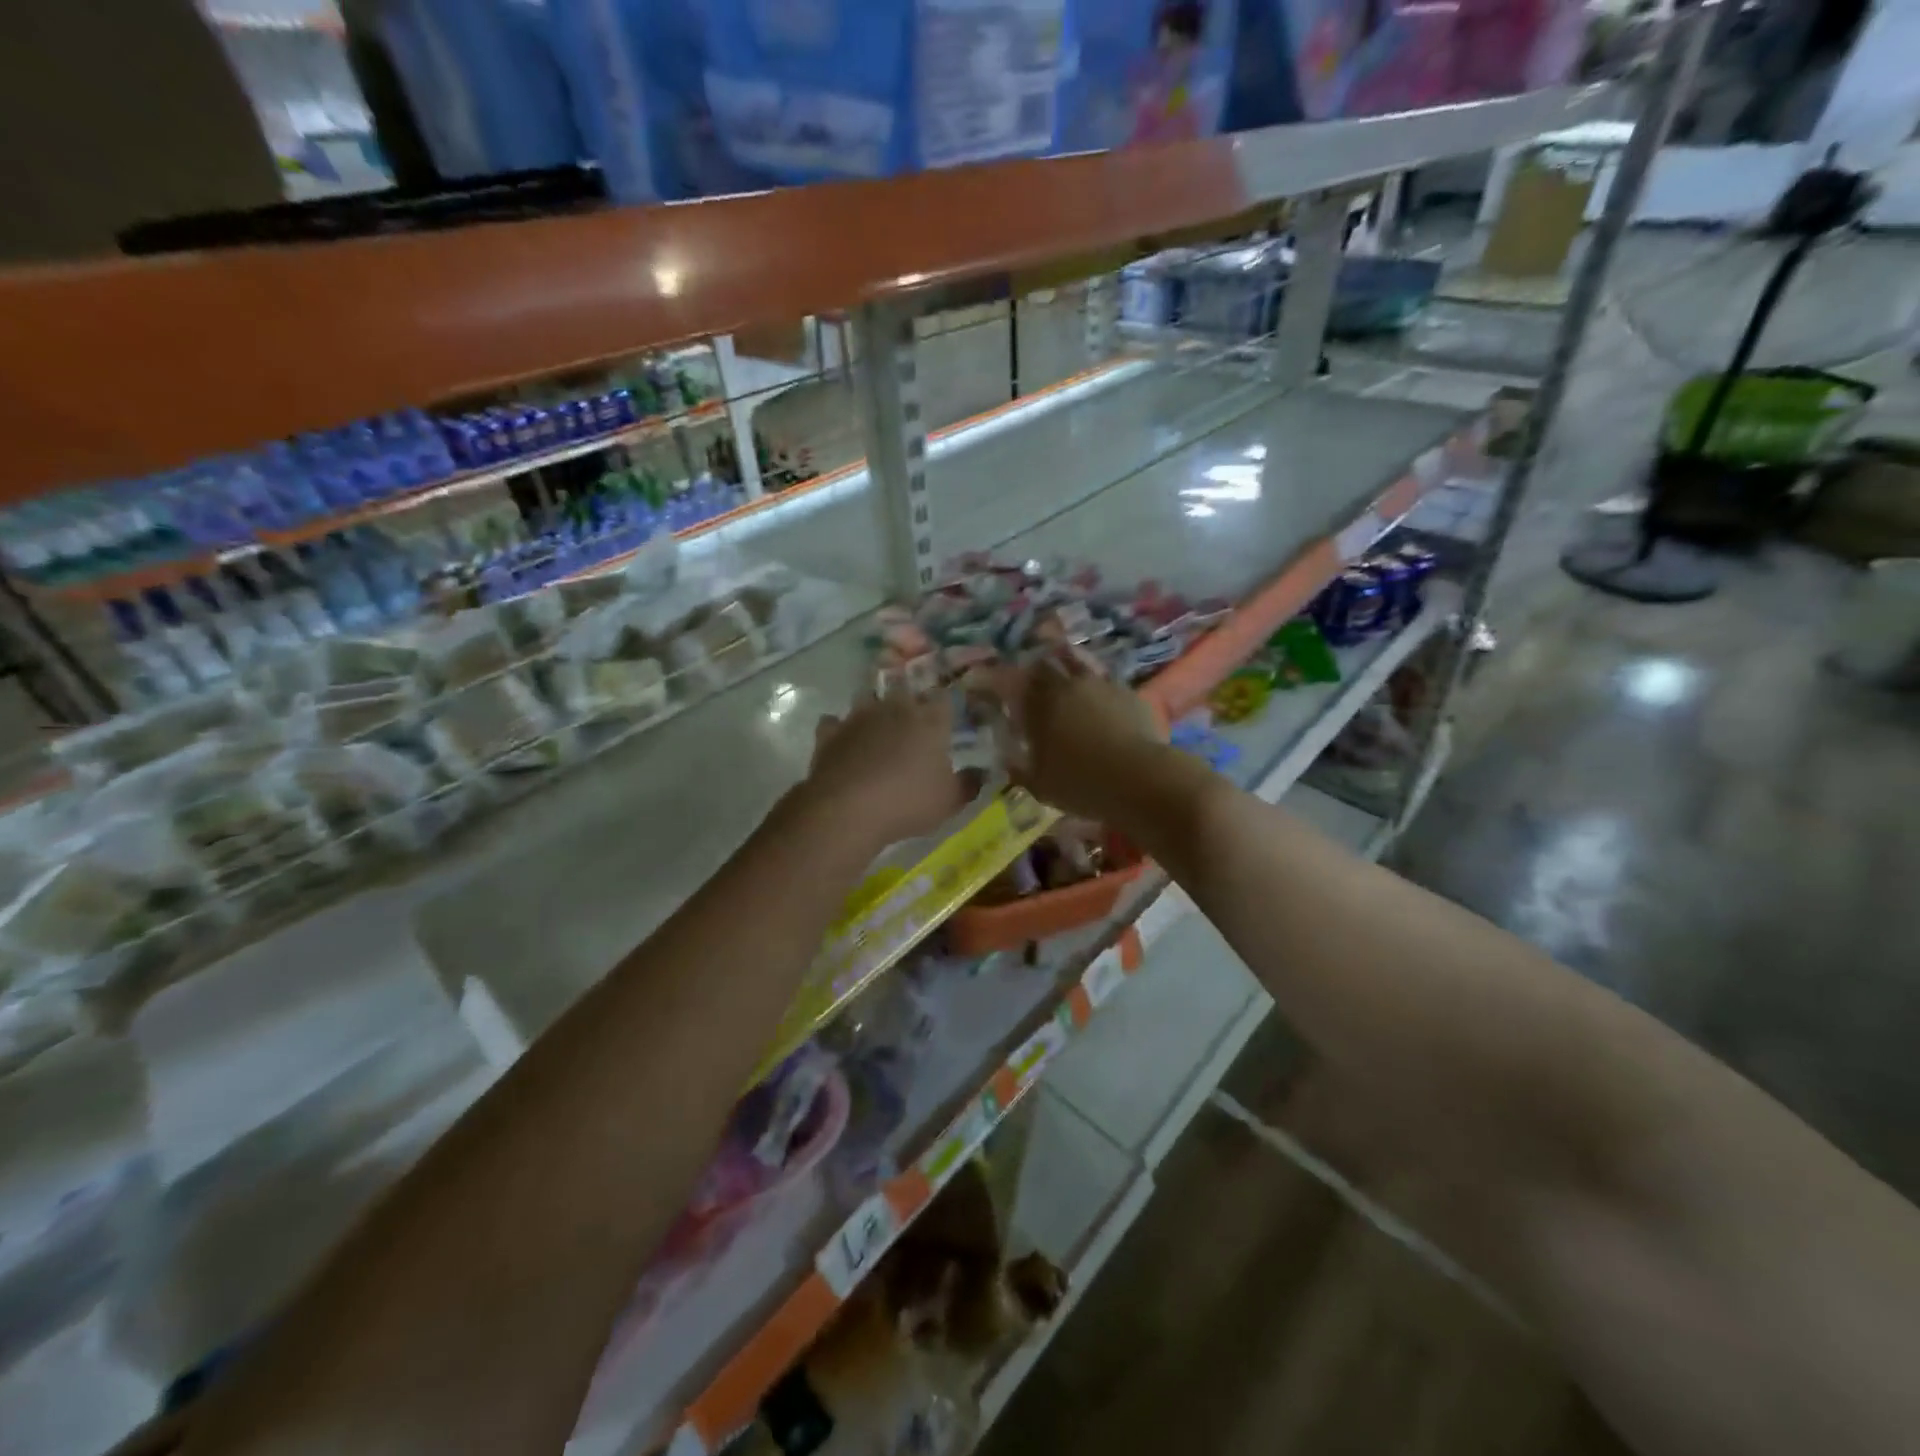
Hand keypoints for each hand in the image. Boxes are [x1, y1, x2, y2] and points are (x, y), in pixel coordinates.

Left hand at [804, 685, 972, 847]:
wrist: (847, 809)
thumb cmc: (908, 802)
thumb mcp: (949, 801)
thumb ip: (968, 784)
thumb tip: (981, 774)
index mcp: (929, 720)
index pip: (944, 698)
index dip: (947, 706)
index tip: (949, 717)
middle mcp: (895, 708)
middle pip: (905, 691)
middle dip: (909, 702)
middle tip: (913, 722)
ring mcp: (858, 717)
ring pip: (867, 698)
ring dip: (873, 709)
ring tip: (877, 727)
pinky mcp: (829, 732)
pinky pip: (834, 722)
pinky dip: (839, 729)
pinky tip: (843, 741)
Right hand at [1003, 650, 1164, 820]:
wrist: (1141, 779)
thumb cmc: (1082, 785)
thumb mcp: (1039, 785)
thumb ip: (1018, 767)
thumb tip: (1005, 757)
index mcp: (1039, 705)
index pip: (1011, 681)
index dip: (997, 680)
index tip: (987, 684)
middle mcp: (1068, 686)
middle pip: (1045, 664)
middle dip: (1034, 669)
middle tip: (1030, 679)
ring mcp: (1102, 685)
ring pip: (1078, 663)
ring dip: (1067, 666)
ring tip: (1065, 676)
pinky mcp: (1130, 693)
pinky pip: (1106, 680)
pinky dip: (1096, 685)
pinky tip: (1099, 698)